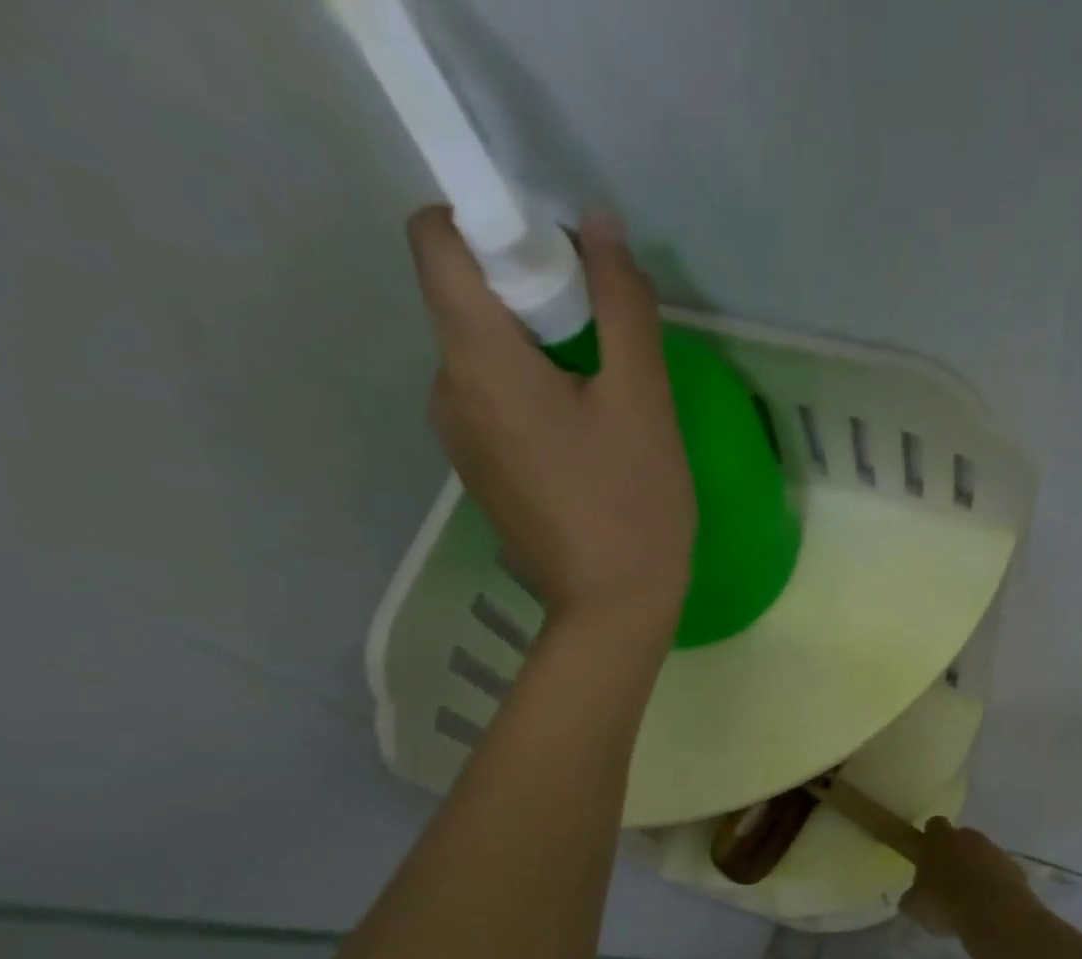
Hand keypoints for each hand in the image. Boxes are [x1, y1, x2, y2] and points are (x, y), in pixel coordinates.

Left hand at [406, 207, 696, 630]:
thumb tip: (597, 224)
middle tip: (608, 350)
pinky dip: (535, 397)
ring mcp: (457, 437)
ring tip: (605, 406)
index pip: (437, 236)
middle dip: (535, 297)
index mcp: (476, 359)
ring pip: (487, 354)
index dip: (495, 226)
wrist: (611, 612)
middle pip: (469, 297)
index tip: (564, 269)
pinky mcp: (479, 471)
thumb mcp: (644, 400)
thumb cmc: (633, 506)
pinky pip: (495, 402)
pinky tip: (587, 445)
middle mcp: (446, 388)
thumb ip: (622, 303)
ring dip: (541, 353)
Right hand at [901, 819, 1038, 938]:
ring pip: (982, 853)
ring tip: (971, 896)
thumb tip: (913, 895)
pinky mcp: (1015, 867)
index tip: (927, 855)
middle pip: (960, 836)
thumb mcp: (915, 906)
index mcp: (939, 840)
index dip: (930, 838)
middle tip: (948, 877)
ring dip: (977, 868)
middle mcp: (968, 838)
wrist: (995, 914)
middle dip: (955, 852)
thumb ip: (913, 895)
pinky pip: (1001, 870)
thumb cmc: (946, 904)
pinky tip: (991, 904)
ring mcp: (994, 850)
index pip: (933, 824)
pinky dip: (996, 882)